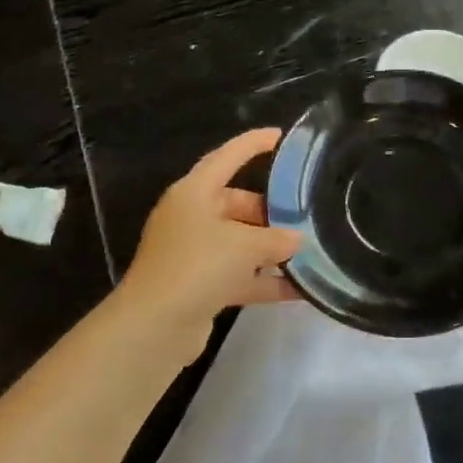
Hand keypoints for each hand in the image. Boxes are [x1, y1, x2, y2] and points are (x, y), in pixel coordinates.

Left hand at [116, 129, 301, 339]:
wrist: (155, 326)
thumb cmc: (198, 266)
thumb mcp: (245, 245)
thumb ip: (277, 239)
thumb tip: (297, 240)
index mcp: (193, 193)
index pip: (227, 157)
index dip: (253, 144)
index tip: (280, 136)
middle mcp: (190, 217)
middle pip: (236, 203)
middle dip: (270, 211)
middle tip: (304, 214)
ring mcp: (193, 253)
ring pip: (238, 241)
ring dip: (269, 249)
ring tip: (308, 251)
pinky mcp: (198, 285)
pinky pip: (238, 275)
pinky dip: (264, 280)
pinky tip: (298, 290)